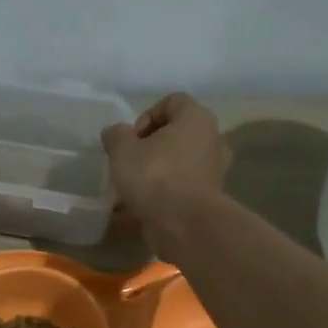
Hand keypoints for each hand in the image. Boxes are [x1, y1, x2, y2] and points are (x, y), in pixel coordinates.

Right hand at [100, 94, 230, 260]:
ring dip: (153, 175)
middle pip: (176, 136)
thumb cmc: (155, 176)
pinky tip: (135, 211)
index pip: (173, 102)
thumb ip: (116, 136)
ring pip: (177, 165)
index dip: (146, 116)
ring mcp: (212, 172)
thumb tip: (115, 133)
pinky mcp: (207, 200)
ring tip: (129, 190)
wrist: (184, 225)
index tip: (131, 139)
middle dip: (149, 149)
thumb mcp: (122, 150)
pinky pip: (178, 191)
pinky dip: (160, 198)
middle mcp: (211, 140)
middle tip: (129, 164)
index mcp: (196, 119)